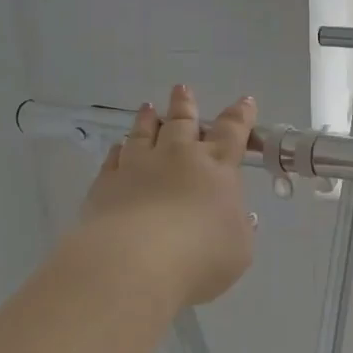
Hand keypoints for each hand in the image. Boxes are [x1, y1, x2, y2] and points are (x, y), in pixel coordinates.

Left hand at [74, 85, 257, 307]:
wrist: (133, 263)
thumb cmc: (199, 257)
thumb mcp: (238, 249)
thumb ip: (241, 229)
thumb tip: (242, 216)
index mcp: (216, 167)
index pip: (232, 132)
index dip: (240, 116)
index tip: (244, 102)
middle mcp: (177, 157)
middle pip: (182, 122)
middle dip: (185, 104)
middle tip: (182, 89)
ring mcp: (138, 166)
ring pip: (143, 132)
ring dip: (148, 118)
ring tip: (148, 107)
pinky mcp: (107, 183)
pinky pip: (114, 158)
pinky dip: (119, 150)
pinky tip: (118, 147)